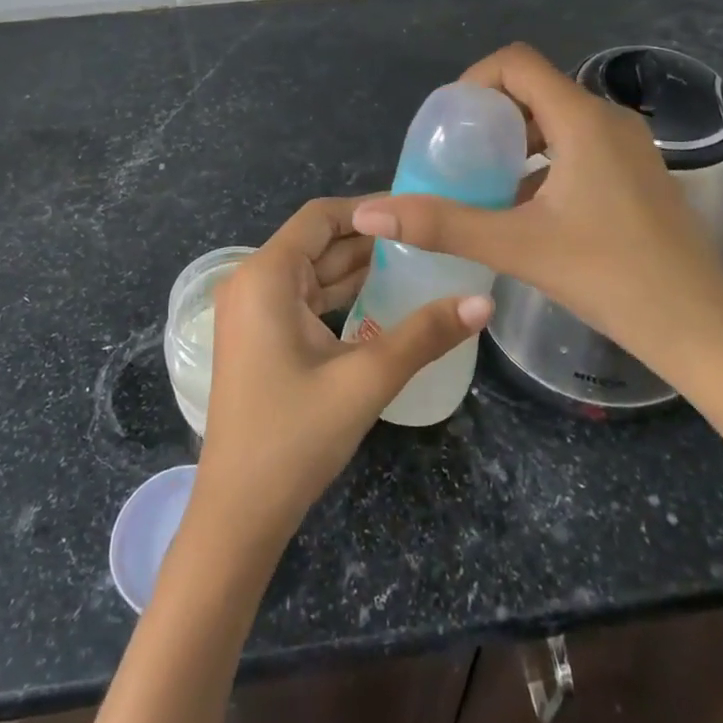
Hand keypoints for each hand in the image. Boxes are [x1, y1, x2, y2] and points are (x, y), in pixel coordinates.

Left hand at [190, 197, 490, 554]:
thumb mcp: (365, 380)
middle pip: (317, 242)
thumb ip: (424, 335)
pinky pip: (304, 300)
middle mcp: (253, 282)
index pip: (320, 216)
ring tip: (418, 263)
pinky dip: (340, 296)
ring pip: (313, 272)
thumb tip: (484, 301)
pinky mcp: (260, 338)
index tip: (417, 211)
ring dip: (358, 268)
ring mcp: (253, 312)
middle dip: (370, 239)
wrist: (239, 513)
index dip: (368, 208)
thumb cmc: (294, 437)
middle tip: (429, 238)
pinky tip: (382, 301)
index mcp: (266, 275)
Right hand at [351, 44, 722, 388]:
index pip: (517, 63)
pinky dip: (545, 157)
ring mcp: (629, 146)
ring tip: (486, 179)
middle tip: (459, 153)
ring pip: (559, 117)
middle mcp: (609, 119)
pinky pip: (580, 143)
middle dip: (491, 112)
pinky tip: (528, 206)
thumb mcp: (517, 247)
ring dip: (517, 137)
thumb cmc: (610, 277)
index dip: (475, 80)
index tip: (450, 123)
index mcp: (582, 120)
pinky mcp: (638, 172)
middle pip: (536, 87)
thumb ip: (442, 225)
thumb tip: (369, 212)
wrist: (699, 327)